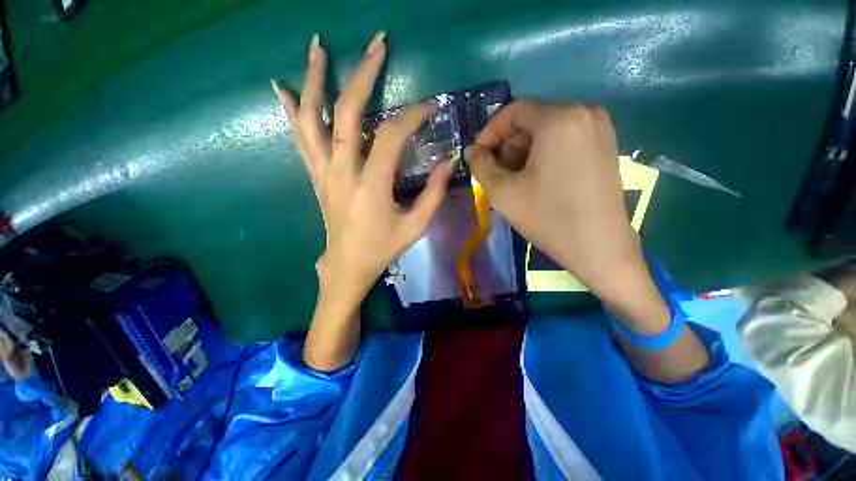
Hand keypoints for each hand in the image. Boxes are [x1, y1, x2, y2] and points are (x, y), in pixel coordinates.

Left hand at [272, 32, 449, 369]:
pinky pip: (299, 139)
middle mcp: (342, 172)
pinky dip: (291, 111)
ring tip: (318, 47)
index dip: (412, 116)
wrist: (347, 265)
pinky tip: (283, 88)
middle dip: (363, 74)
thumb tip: (448, 161)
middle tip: (377, 45)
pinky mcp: (315, 176)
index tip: (430, 107)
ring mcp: (323, 172)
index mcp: (371, 186)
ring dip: (315, 80)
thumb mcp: (416, 226)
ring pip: (312, 119)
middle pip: (346, 112)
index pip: (390, 136)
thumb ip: (434, 193)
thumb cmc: (382, 249)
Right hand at [466, 100, 656, 316]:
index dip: (490, 132)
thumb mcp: (502, 192)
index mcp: (559, 118)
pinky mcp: (606, 145)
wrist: (598, 246)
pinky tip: (537, 179)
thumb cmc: (547, 217)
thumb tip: (472, 150)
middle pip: (531, 119)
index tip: (478, 155)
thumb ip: (480, 165)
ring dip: (523, 151)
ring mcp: (600, 128)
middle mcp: (584, 112)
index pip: (514, 110)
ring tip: (515, 180)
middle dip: (507, 145)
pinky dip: (544, 154)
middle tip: (496, 173)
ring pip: (547, 130)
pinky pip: (564, 139)